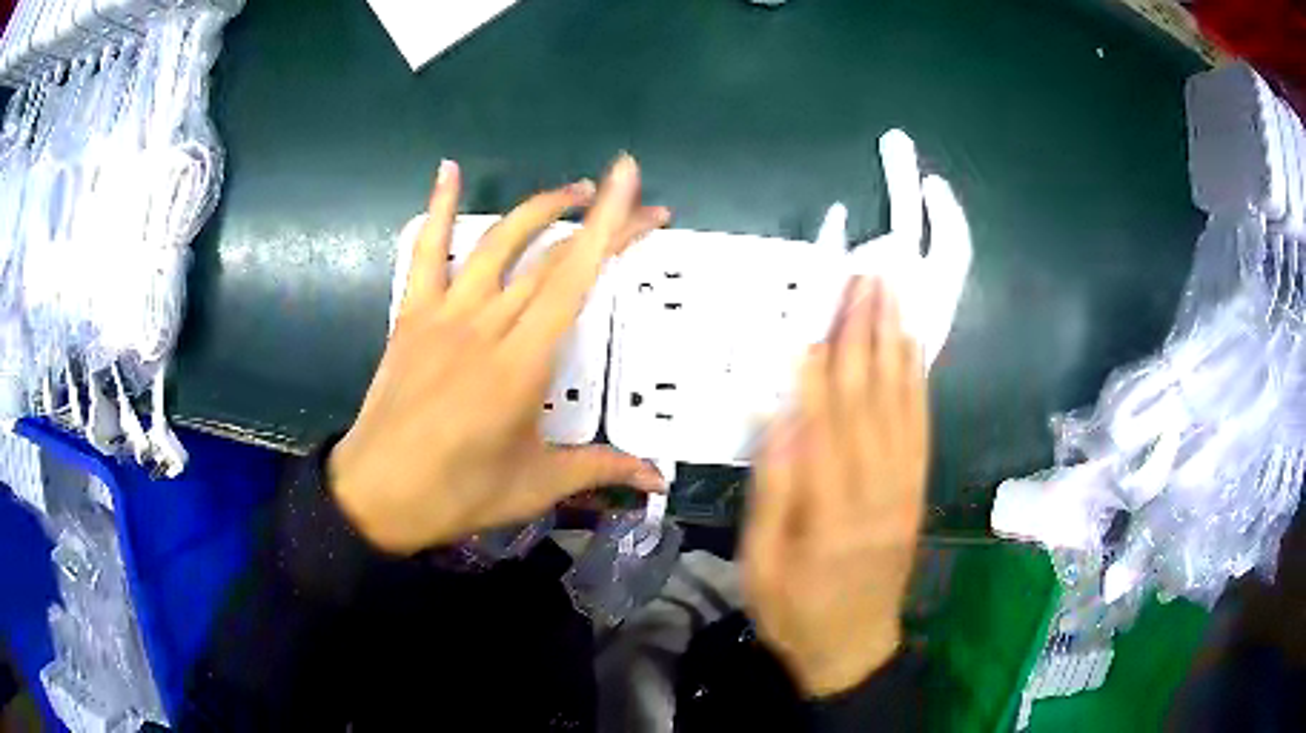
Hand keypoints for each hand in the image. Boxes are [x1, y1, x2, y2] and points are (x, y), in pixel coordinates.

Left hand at [329, 155, 670, 554]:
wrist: (375, 494)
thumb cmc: (457, 493)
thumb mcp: (534, 485)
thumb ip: (600, 468)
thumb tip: (658, 477)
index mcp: (520, 365)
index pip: (575, 282)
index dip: (610, 230)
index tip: (636, 190)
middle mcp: (485, 325)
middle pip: (550, 258)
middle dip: (599, 221)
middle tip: (637, 205)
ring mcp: (444, 314)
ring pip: (497, 242)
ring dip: (540, 208)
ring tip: (575, 191)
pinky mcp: (412, 314)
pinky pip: (425, 251)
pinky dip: (437, 207)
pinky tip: (449, 169)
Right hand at [741, 278, 928, 697]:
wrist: (854, 647)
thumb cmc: (795, 610)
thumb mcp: (762, 566)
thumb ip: (773, 494)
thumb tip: (779, 421)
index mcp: (830, 512)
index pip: (825, 421)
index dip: (821, 362)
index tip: (819, 309)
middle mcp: (876, 490)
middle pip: (870, 399)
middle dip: (867, 333)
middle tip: (867, 278)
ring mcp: (904, 488)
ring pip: (903, 404)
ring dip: (897, 344)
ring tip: (893, 296)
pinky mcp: (917, 491)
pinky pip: (922, 428)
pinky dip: (919, 383)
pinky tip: (915, 350)